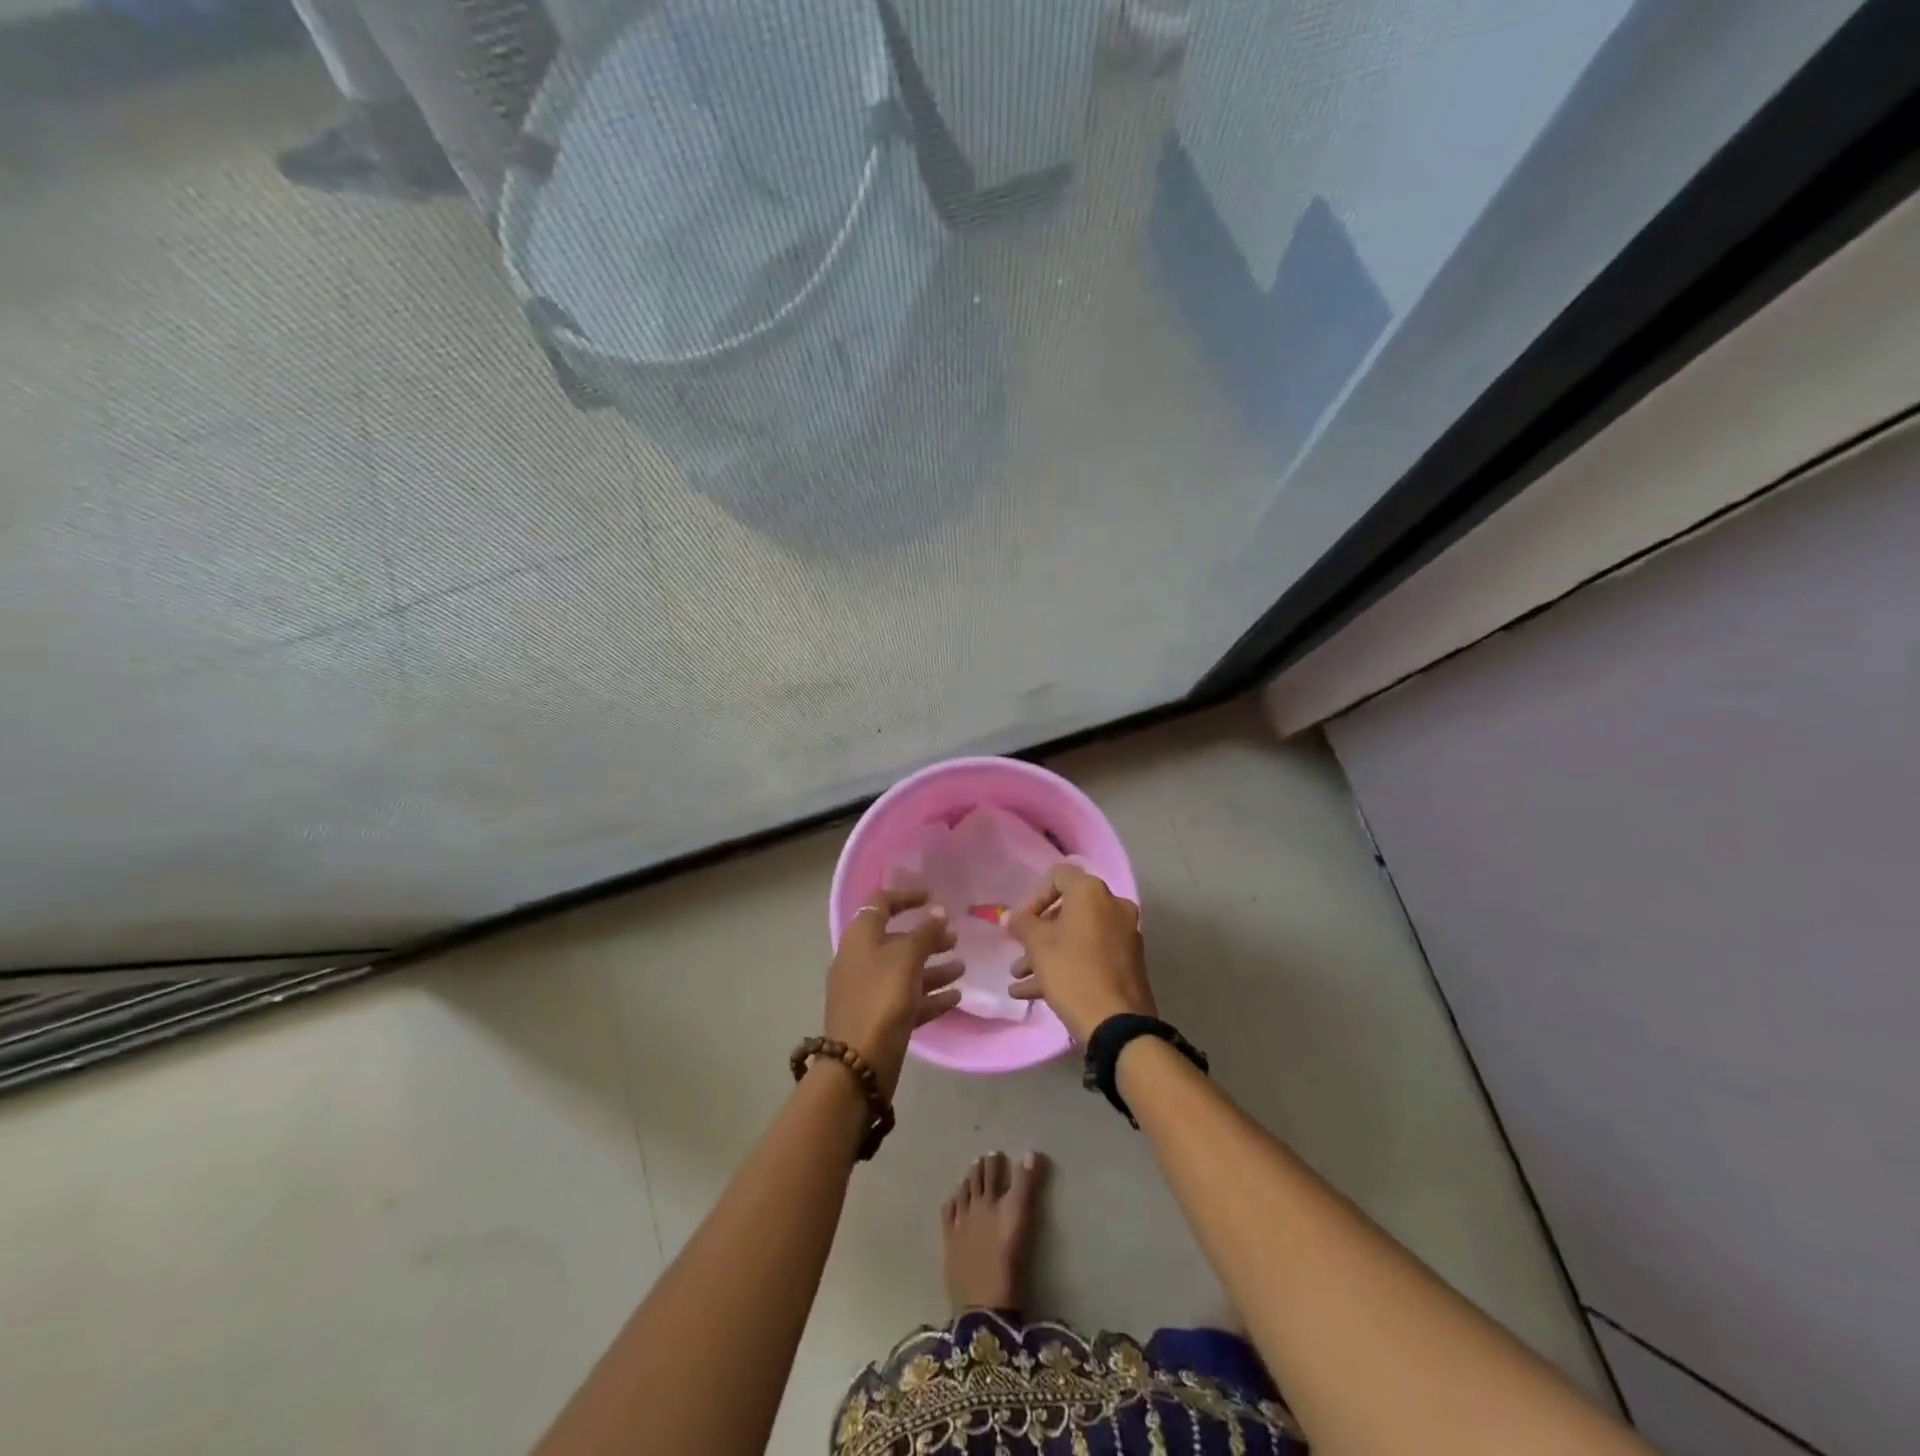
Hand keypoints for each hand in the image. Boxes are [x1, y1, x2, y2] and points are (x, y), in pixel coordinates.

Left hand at [824, 887, 963, 1097]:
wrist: (859, 1061)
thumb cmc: (883, 996)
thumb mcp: (907, 957)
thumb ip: (926, 932)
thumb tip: (938, 913)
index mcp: (860, 936)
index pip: (880, 903)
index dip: (906, 896)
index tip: (932, 898)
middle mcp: (861, 959)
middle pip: (896, 939)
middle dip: (927, 937)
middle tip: (955, 939)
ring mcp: (868, 990)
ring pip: (904, 971)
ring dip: (934, 967)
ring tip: (962, 968)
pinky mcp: (878, 1017)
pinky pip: (907, 999)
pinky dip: (929, 995)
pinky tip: (955, 997)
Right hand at [1008, 864, 1153, 1043]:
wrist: (1118, 1024)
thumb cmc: (1073, 973)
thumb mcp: (1038, 946)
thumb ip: (1021, 924)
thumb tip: (1011, 916)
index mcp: (1092, 893)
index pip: (1058, 876)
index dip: (1034, 898)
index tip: (1021, 924)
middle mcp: (1113, 906)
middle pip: (1067, 910)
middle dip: (1037, 933)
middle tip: (1019, 953)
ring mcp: (1124, 935)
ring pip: (1076, 936)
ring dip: (1047, 953)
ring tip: (1019, 978)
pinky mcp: (1127, 962)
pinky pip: (1090, 954)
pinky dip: (1066, 965)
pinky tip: (1034, 993)